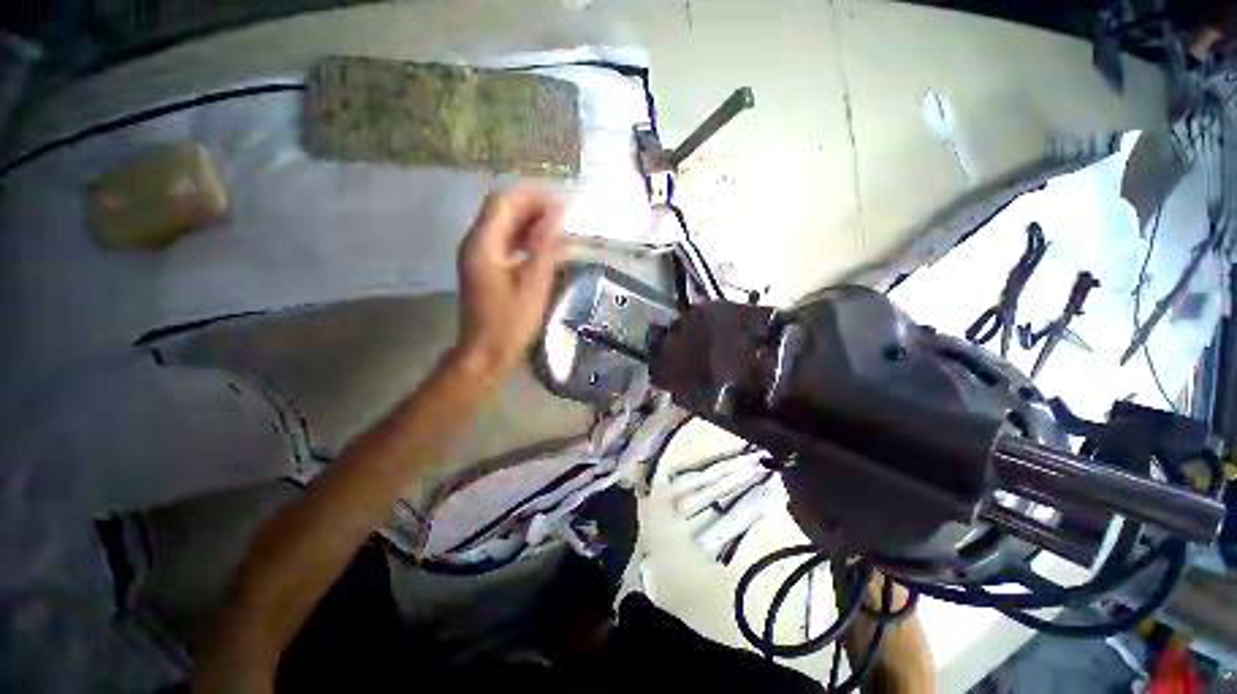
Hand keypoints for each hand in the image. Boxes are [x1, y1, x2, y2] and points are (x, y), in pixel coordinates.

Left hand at [452, 188, 565, 380]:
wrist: (486, 353)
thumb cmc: (510, 322)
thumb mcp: (533, 284)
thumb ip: (545, 247)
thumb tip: (555, 216)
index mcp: (483, 244)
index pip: (503, 202)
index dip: (531, 197)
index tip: (559, 202)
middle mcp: (475, 244)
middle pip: (501, 211)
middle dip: (531, 208)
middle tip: (562, 217)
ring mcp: (477, 257)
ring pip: (502, 227)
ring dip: (528, 224)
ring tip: (556, 230)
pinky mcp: (484, 270)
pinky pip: (503, 244)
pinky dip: (522, 240)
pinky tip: (541, 249)